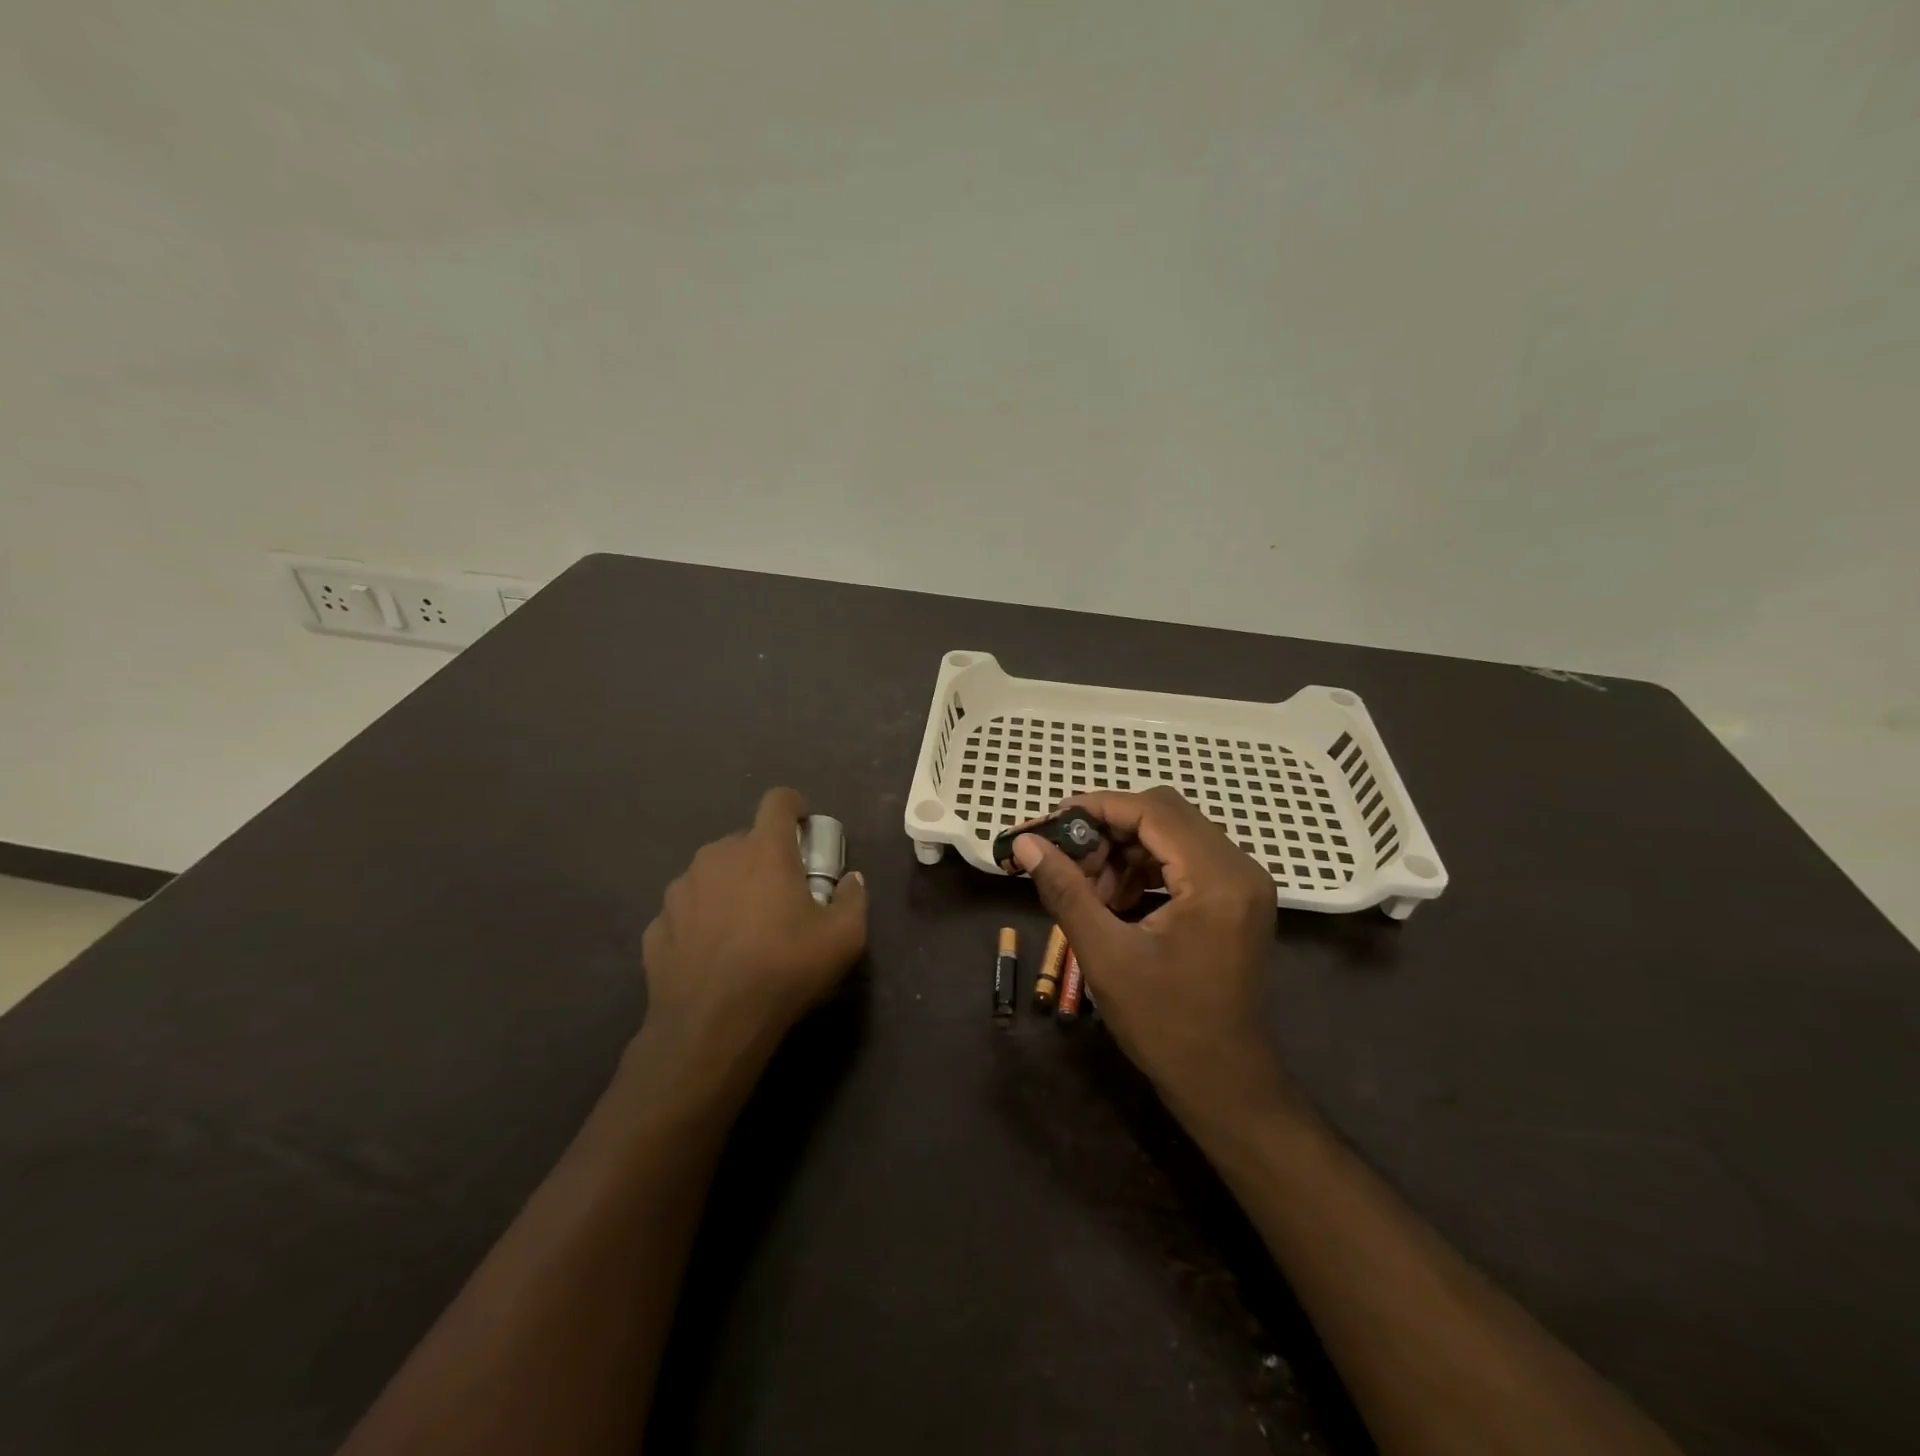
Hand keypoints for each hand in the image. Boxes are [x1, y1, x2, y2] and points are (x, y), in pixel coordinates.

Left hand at [639, 787, 868, 1081]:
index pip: (778, 801)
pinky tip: (713, 955)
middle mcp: (717, 856)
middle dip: (765, 857)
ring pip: (713, 873)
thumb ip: (853, 899)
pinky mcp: (657, 924)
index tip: (805, 830)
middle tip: (782, 895)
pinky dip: (702, 921)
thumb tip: (851, 881)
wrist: (710, 1026)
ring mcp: (680, 889)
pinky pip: (687, 910)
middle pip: (746, 840)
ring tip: (744, 929)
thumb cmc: (783, 970)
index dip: (795, 807)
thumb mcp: (843, 939)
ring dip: (731, 887)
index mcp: (763, 850)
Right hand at [1013, 787, 1291, 1126]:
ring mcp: (1243, 883)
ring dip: (1125, 848)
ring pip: (1174, 834)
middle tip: (1066, 855)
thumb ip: (1064, 890)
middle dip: (1109, 827)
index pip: (1154, 812)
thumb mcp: (1105, 954)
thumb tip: (1025, 843)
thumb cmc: (1164, 1023)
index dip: (1098, 807)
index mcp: (1217, 879)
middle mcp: (1240, 868)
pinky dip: (1145, 866)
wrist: (1223, 1082)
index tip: (1052, 822)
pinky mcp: (1237, 899)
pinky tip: (1115, 898)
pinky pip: (1185, 858)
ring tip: (1088, 885)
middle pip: (1166, 815)